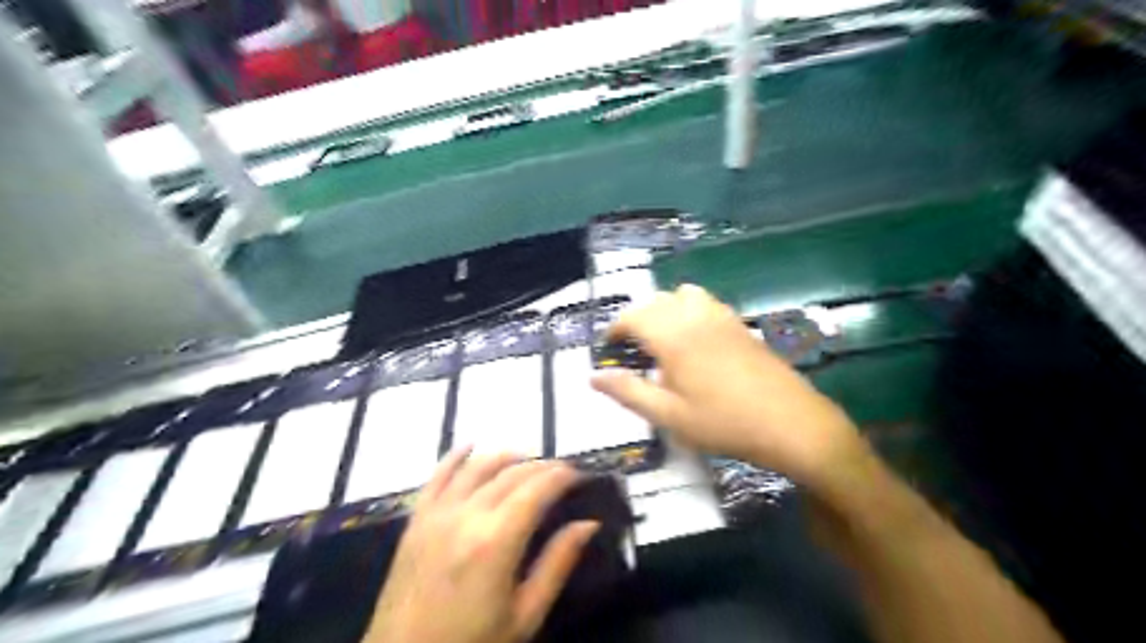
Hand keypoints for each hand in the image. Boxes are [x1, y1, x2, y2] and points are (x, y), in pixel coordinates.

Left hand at [365, 450, 599, 642]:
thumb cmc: (473, 642)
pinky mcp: (416, 518)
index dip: (561, 475)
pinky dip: (456, 456)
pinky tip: (471, 445)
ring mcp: (437, 513)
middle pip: (511, 473)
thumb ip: (557, 563)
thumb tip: (589, 524)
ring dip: (506, 456)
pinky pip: (437, 475)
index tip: (578, 474)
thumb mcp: (525, 614)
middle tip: (560, 471)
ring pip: (478, 466)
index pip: (537, 489)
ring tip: (527, 459)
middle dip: (541, 466)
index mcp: (497, 541)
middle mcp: (467, 515)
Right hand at [590, 284, 869, 489]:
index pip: (632, 316)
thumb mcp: (669, 416)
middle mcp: (695, 317)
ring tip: (662, 340)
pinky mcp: (740, 324)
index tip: (609, 349)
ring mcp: (721, 317)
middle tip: (632, 349)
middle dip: (637, 319)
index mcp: (673, 337)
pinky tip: (695, 340)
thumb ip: (629, 392)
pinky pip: (706, 302)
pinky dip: (689, 310)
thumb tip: (594, 378)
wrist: (790, 423)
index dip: (615, 329)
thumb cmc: (724, 423)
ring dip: (665, 309)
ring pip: (682, 294)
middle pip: (656, 301)